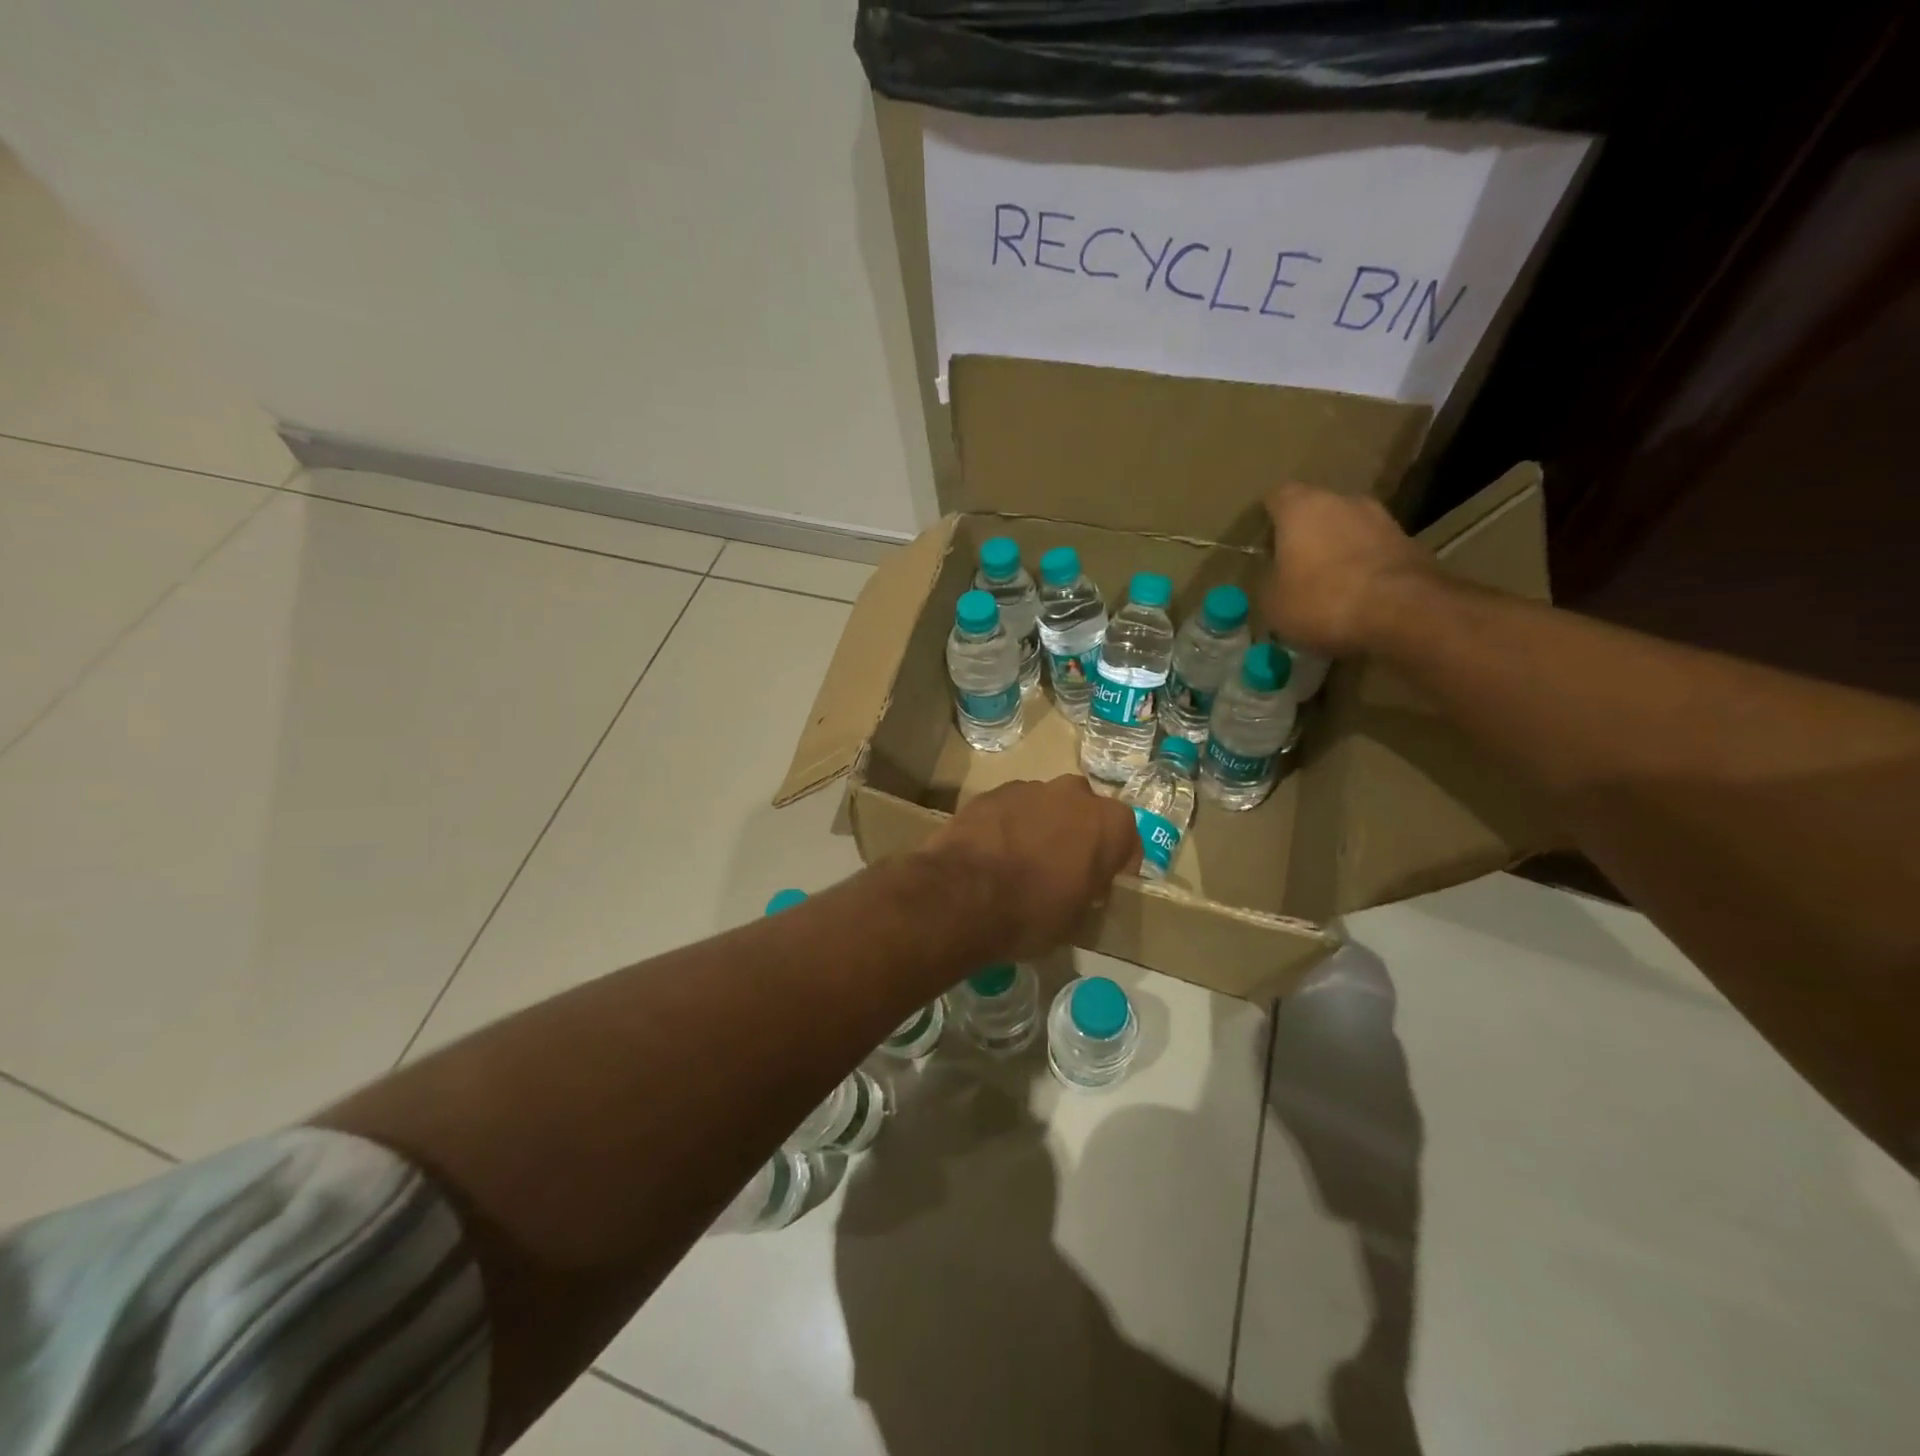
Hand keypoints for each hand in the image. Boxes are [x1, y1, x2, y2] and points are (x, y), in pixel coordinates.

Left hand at [926, 775, 1140, 958]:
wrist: (964, 896)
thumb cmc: (1033, 913)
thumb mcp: (1078, 918)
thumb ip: (1089, 889)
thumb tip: (1083, 883)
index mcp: (1108, 823)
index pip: (1126, 838)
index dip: (1115, 862)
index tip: (1101, 883)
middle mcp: (1074, 793)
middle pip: (1084, 812)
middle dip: (1077, 834)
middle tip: (1062, 868)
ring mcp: (1029, 788)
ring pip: (1045, 806)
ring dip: (1041, 827)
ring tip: (1022, 862)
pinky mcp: (991, 792)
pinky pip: (1010, 809)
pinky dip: (1008, 825)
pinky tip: (993, 854)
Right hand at [1261, 481, 1436, 656]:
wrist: (1401, 612)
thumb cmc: (1321, 600)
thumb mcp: (1273, 602)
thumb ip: (1270, 581)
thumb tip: (1277, 579)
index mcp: (1302, 507)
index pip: (1277, 496)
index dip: (1268, 517)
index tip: (1263, 541)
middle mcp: (1344, 501)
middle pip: (1318, 510)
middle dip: (1306, 534)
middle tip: (1294, 566)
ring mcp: (1383, 519)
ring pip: (1349, 529)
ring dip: (1338, 549)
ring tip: (1328, 584)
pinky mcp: (1410, 544)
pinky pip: (1375, 551)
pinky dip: (1364, 566)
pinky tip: (1356, 595)